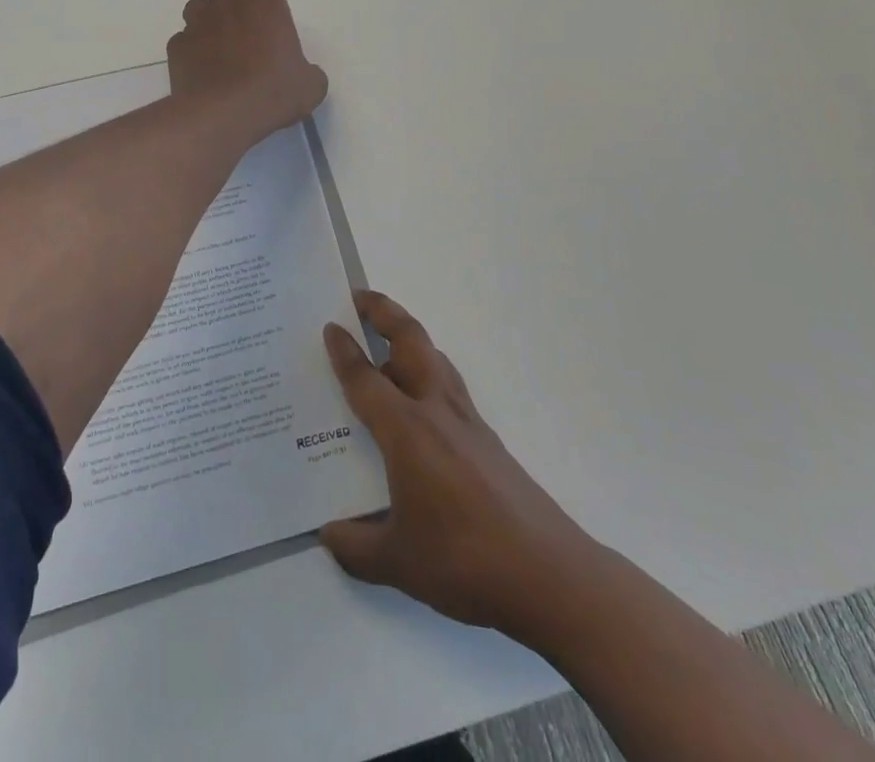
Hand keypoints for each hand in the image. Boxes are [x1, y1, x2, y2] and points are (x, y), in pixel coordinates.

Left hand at [167, 0, 328, 141]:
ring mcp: (197, 22)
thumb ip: (307, 71)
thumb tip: (301, 75)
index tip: (272, 35)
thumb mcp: (311, 86)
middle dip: (235, 11)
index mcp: (264, 3)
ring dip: (209, 24)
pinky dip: (191, 51)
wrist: (223, 114)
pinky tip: (201, 73)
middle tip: (247, 43)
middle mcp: (228, 3)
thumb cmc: (274, 92)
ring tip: (220, 52)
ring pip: (200, 9)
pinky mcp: (176, 46)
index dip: (267, 11)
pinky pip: (184, 41)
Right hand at [320, 290, 596, 644]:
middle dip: (384, 311)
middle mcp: (436, 410)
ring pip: (434, 357)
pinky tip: (421, 404)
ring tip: (387, 343)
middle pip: (410, 340)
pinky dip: (428, 372)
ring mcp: (467, 421)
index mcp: (406, 430)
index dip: (344, 351)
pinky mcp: (487, 438)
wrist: (546, 573)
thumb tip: (328, 534)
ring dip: (408, 338)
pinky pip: (449, 386)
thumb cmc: (463, 560)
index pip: (366, 378)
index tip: (329, 327)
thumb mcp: (397, 563)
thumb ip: (355, 547)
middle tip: (358, 299)